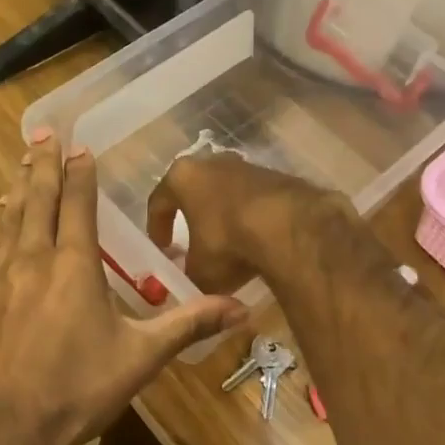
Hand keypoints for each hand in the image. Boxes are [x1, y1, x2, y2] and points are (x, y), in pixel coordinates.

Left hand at [0, 133, 247, 444]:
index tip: (79, 148)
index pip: (78, 205)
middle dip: (42, 164)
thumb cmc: (76, 390)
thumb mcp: (140, 358)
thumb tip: (242, 308)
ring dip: (16, 188)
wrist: (0, 428)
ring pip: (7, 219)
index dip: (80, 174)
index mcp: (75, 266)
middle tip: (43, 133)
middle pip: (37, 199)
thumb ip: (188, 325)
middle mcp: (32, 258)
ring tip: (19, 164)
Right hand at [145, 152, 337, 293]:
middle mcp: (212, 163)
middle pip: (195, 191)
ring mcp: (247, 166)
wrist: (287, 226)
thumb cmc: (226, 240)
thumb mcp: (199, 269)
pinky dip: (251, 218)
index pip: (159, 201)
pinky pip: (254, 200)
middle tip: (193, 242)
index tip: (162, 249)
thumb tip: (190, 281)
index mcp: (182, 177)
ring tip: (228, 244)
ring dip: (224, 216)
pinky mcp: (277, 176)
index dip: (157, 227)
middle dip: (193, 217)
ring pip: (226, 193)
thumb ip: (189, 273)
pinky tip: (256, 241)